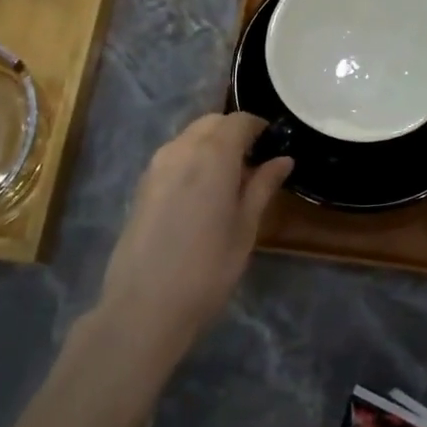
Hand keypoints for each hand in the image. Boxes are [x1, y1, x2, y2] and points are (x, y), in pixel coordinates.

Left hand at [97, 113, 292, 354]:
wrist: (144, 305)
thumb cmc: (207, 268)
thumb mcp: (245, 228)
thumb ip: (262, 186)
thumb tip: (283, 159)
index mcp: (213, 154)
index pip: (239, 120)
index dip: (258, 127)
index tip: (273, 145)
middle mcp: (182, 149)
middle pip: (212, 123)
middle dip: (234, 132)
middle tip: (254, 162)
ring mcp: (156, 165)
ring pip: (190, 137)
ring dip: (211, 144)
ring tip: (229, 179)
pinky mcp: (142, 184)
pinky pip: (174, 155)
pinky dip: (192, 159)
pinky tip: (202, 192)